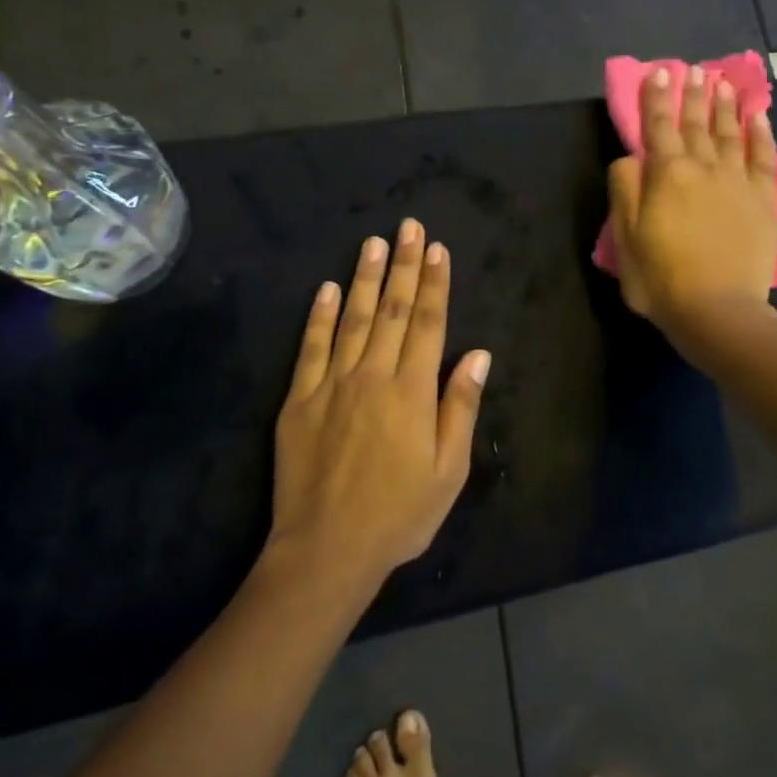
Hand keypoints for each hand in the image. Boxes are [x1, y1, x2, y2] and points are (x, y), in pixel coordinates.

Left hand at [270, 219, 491, 585]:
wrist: (327, 550)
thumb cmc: (399, 514)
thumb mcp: (449, 470)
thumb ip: (459, 406)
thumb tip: (477, 354)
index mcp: (412, 391)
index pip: (428, 323)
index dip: (435, 283)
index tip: (437, 249)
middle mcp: (373, 375)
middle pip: (393, 310)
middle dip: (403, 265)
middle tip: (408, 226)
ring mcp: (332, 384)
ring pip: (352, 318)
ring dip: (365, 278)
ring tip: (373, 243)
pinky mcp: (299, 400)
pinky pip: (310, 348)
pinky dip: (318, 316)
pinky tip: (326, 289)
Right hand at [608, 65, 776, 338]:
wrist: (718, 311)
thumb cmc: (661, 279)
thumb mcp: (625, 239)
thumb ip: (625, 191)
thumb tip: (631, 158)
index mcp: (666, 175)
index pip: (658, 126)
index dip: (656, 98)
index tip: (660, 72)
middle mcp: (703, 168)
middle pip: (696, 123)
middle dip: (693, 94)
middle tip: (694, 70)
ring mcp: (738, 181)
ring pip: (730, 133)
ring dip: (724, 106)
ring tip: (722, 83)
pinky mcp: (764, 199)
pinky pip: (763, 158)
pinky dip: (761, 134)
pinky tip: (758, 117)